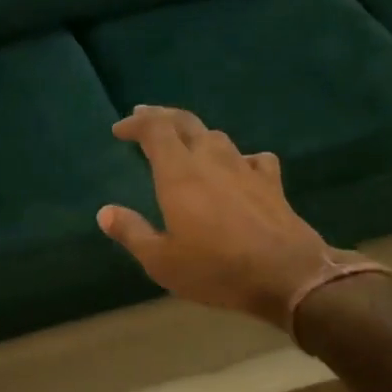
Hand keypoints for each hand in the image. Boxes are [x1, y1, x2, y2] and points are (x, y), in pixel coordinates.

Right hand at [97, 106, 386, 334]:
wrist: (287, 275)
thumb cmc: (215, 268)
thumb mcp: (161, 260)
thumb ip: (131, 232)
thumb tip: (105, 212)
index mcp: (179, 174)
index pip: (155, 129)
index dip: (136, 123)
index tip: (119, 129)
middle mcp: (211, 160)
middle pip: (186, 122)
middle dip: (161, 116)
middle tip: (143, 117)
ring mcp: (245, 168)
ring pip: (216, 136)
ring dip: (195, 134)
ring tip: (183, 143)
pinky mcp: (271, 183)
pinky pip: (250, 157)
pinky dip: (236, 157)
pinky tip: (236, 167)